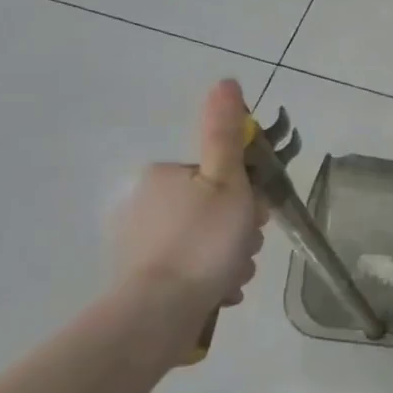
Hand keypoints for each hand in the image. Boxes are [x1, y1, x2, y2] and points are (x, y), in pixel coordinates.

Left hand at [111, 80, 266, 326]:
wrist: (159, 311)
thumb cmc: (202, 241)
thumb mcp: (227, 181)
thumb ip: (226, 134)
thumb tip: (226, 81)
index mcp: (164, 176)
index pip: (221, 178)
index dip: (245, 198)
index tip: (252, 219)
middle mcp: (146, 204)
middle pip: (215, 210)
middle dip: (239, 233)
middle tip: (242, 250)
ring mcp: (141, 243)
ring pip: (207, 243)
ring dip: (230, 259)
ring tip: (231, 277)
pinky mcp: (142, 277)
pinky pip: (191, 269)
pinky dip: (211, 279)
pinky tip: (218, 291)